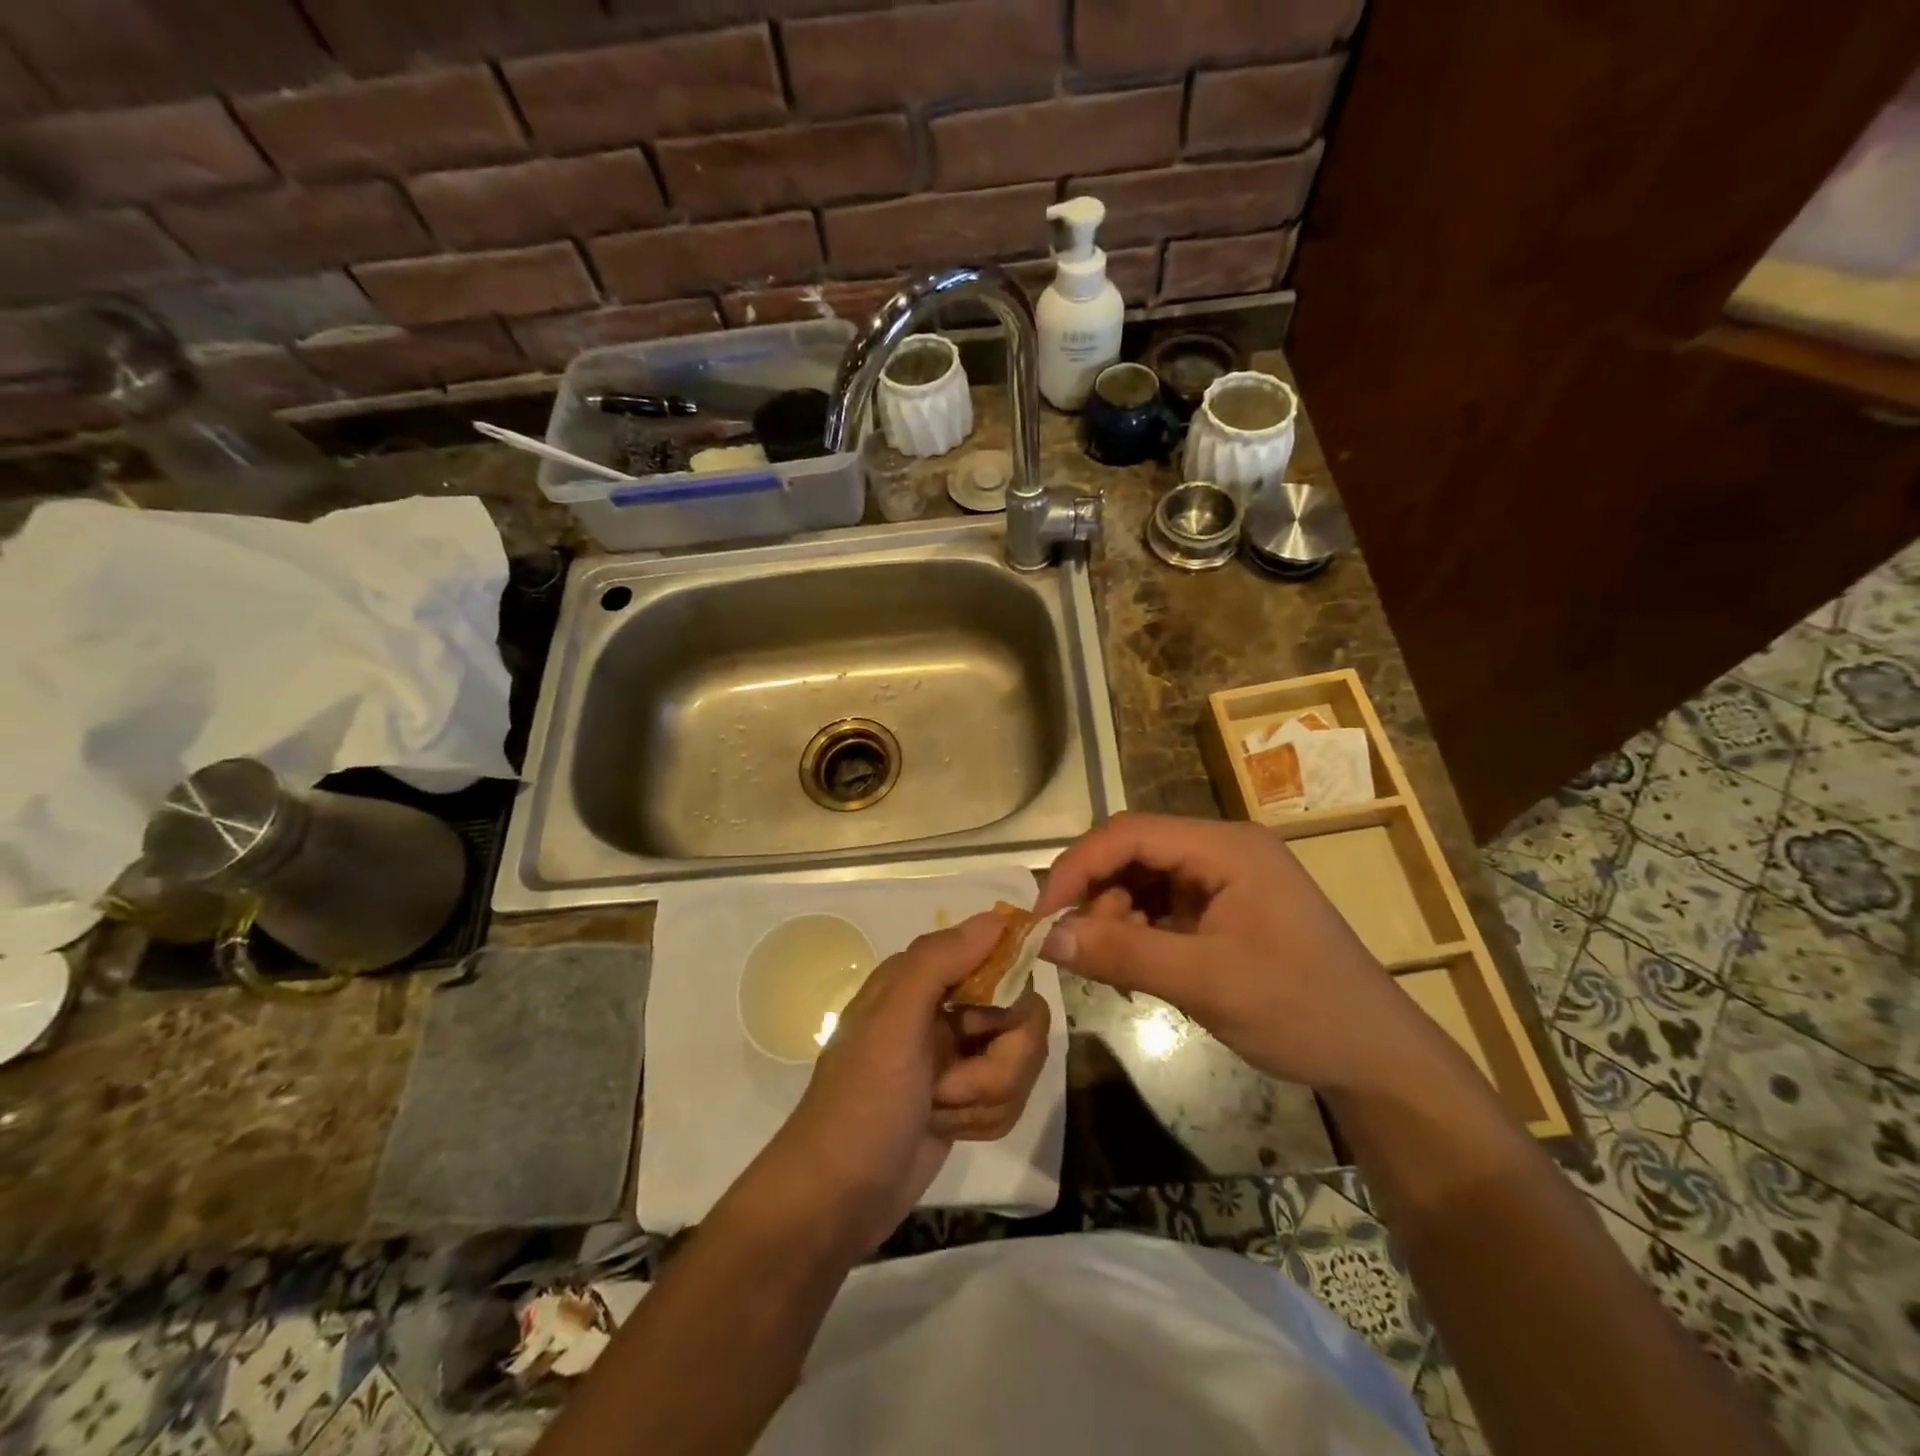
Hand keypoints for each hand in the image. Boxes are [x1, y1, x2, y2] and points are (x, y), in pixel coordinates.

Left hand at [760, 913, 1051, 1254]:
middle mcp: (945, 1007)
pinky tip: (950, 1129)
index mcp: (923, 977)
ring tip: (943, 1111)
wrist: (836, 1199)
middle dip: (999, 1061)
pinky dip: (986, 1117)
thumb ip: (940, 961)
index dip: (1007, 987)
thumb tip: (998, 917)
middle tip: (951, 1085)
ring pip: (1021, 1058)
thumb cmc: (861, 1103)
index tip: (987, 1023)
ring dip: (988, 1096)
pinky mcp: (967, 1096)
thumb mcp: (892, 1023)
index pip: (998, 955)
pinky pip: (1012, 1094)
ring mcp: (958, 1054)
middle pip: (1022, 1014)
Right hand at [1034, 812, 1452, 1096]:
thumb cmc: (1300, 1010)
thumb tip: (1045, 937)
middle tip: (1081, 949)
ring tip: (1116, 967)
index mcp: (1226, 847)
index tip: (1042, 915)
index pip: (1130, 833)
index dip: (1078, 867)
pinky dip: (1137, 932)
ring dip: (1115, 917)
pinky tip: (1136, 968)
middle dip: (1098, 896)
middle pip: (1133, 852)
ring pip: (1141, 879)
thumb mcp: (1206, 982)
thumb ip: (1123, 953)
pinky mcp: (1222, 908)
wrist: (1375, 1056)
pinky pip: (1160, 905)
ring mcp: (1223, 878)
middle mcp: (1222, 850)